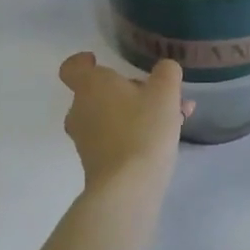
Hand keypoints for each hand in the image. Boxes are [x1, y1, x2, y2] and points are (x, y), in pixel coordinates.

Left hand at [59, 53, 190, 190]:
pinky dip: (136, 133)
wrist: (127, 189)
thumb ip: (166, 72)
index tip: (97, 59)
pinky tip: (167, 139)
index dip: (83, 61)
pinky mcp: (95, 163)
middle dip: (131, 90)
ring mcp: (85, 140)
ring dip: (139, 112)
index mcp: (91, 86)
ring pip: (112, 115)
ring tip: (177, 117)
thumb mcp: (165, 92)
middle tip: (161, 94)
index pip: (72, 67)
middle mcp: (80, 110)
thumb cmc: (143, 129)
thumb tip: (164, 69)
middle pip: (99, 92)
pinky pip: (115, 138)